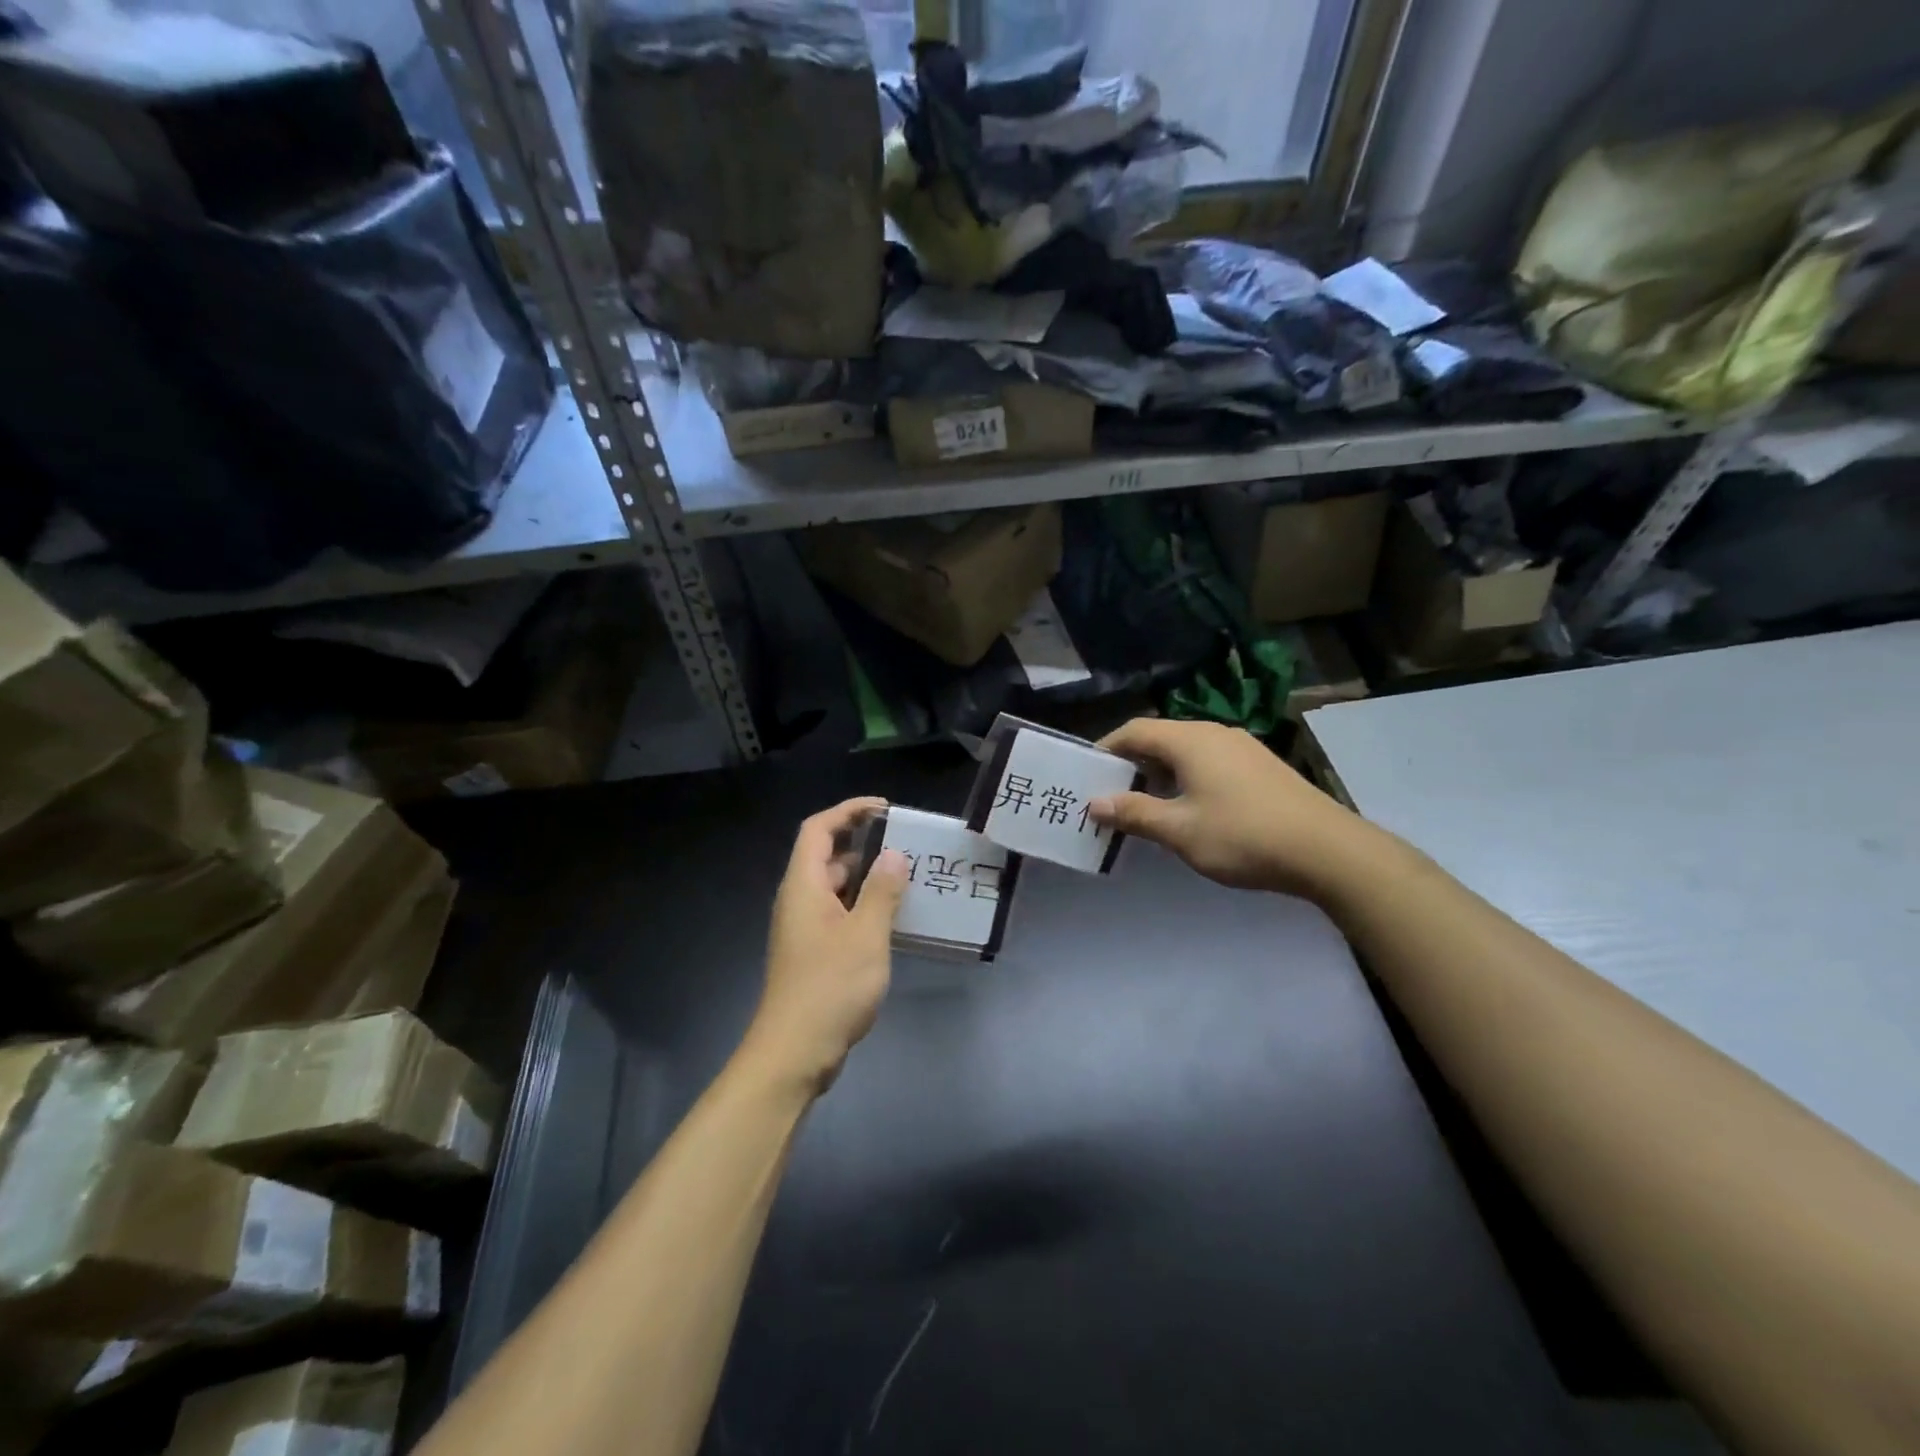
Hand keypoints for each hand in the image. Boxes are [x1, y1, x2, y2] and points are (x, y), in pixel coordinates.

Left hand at [745, 797, 909, 1094]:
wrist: (794, 1053)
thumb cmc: (829, 987)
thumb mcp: (865, 935)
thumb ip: (882, 891)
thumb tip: (894, 855)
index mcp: (803, 885)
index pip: (818, 829)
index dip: (848, 811)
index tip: (885, 809)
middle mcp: (799, 900)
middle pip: (827, 856)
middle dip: (865, 844)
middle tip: (907, 844)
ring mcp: (805, 928)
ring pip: (836, 888)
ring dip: (868, 878)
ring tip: (909, 876)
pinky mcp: (814, 953)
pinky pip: (840, 914)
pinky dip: (865, 906)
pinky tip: (895, 918)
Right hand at [1089, 719, 1387, 900]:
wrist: (1329, 851)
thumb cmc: (1244, 836)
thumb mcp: (1180, 830)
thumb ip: (1134, 813)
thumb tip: (1094, 803)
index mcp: (1190, 740)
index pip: (1134, 730)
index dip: (1106, 749)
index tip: (1085, 775)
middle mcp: (1214, 733)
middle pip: (1159, 737)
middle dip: (1130, 763)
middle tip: (1108, 794)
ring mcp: (1242, 747)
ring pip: (1186, 751)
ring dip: (1158, 772)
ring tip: (1142, 804)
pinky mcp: (1260, 766)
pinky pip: (1209, 762)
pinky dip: (1186, 778)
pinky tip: (1187, 808)